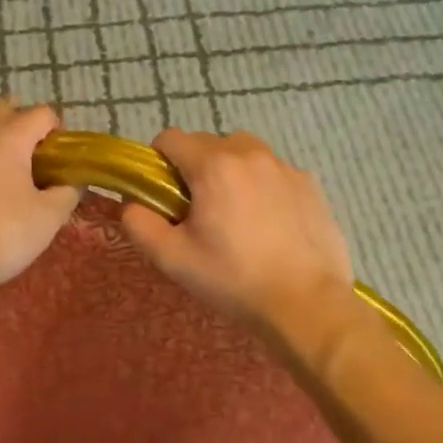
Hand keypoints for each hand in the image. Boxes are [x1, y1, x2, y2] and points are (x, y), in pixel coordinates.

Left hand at [0, 101, 80, 299]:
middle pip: (2, 109)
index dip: (56, 130)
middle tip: (31, 156)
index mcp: (11, 139)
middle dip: (20, 122)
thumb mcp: (50, 218)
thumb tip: (71, 184)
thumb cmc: (4, 234)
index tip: (60, 156)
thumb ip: (66, 194)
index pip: (41, 115)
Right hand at [122, 128, 353, 332]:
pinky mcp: (309, 183)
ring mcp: (284, 166)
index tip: (164, 196)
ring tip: (234, 213)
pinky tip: (267, 223)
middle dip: (194, 168)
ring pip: (242, 152)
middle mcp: (249, 153)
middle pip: (206, 143)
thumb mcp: (172, 258)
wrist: (306, 304)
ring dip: (229, 171)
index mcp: (213, 166)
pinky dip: (261, 185)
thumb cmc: (233, 279)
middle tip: (197, 211)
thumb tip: (132, 203)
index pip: (170, 138)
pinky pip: (272, 171)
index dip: (158, 163)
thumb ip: (139, 223)